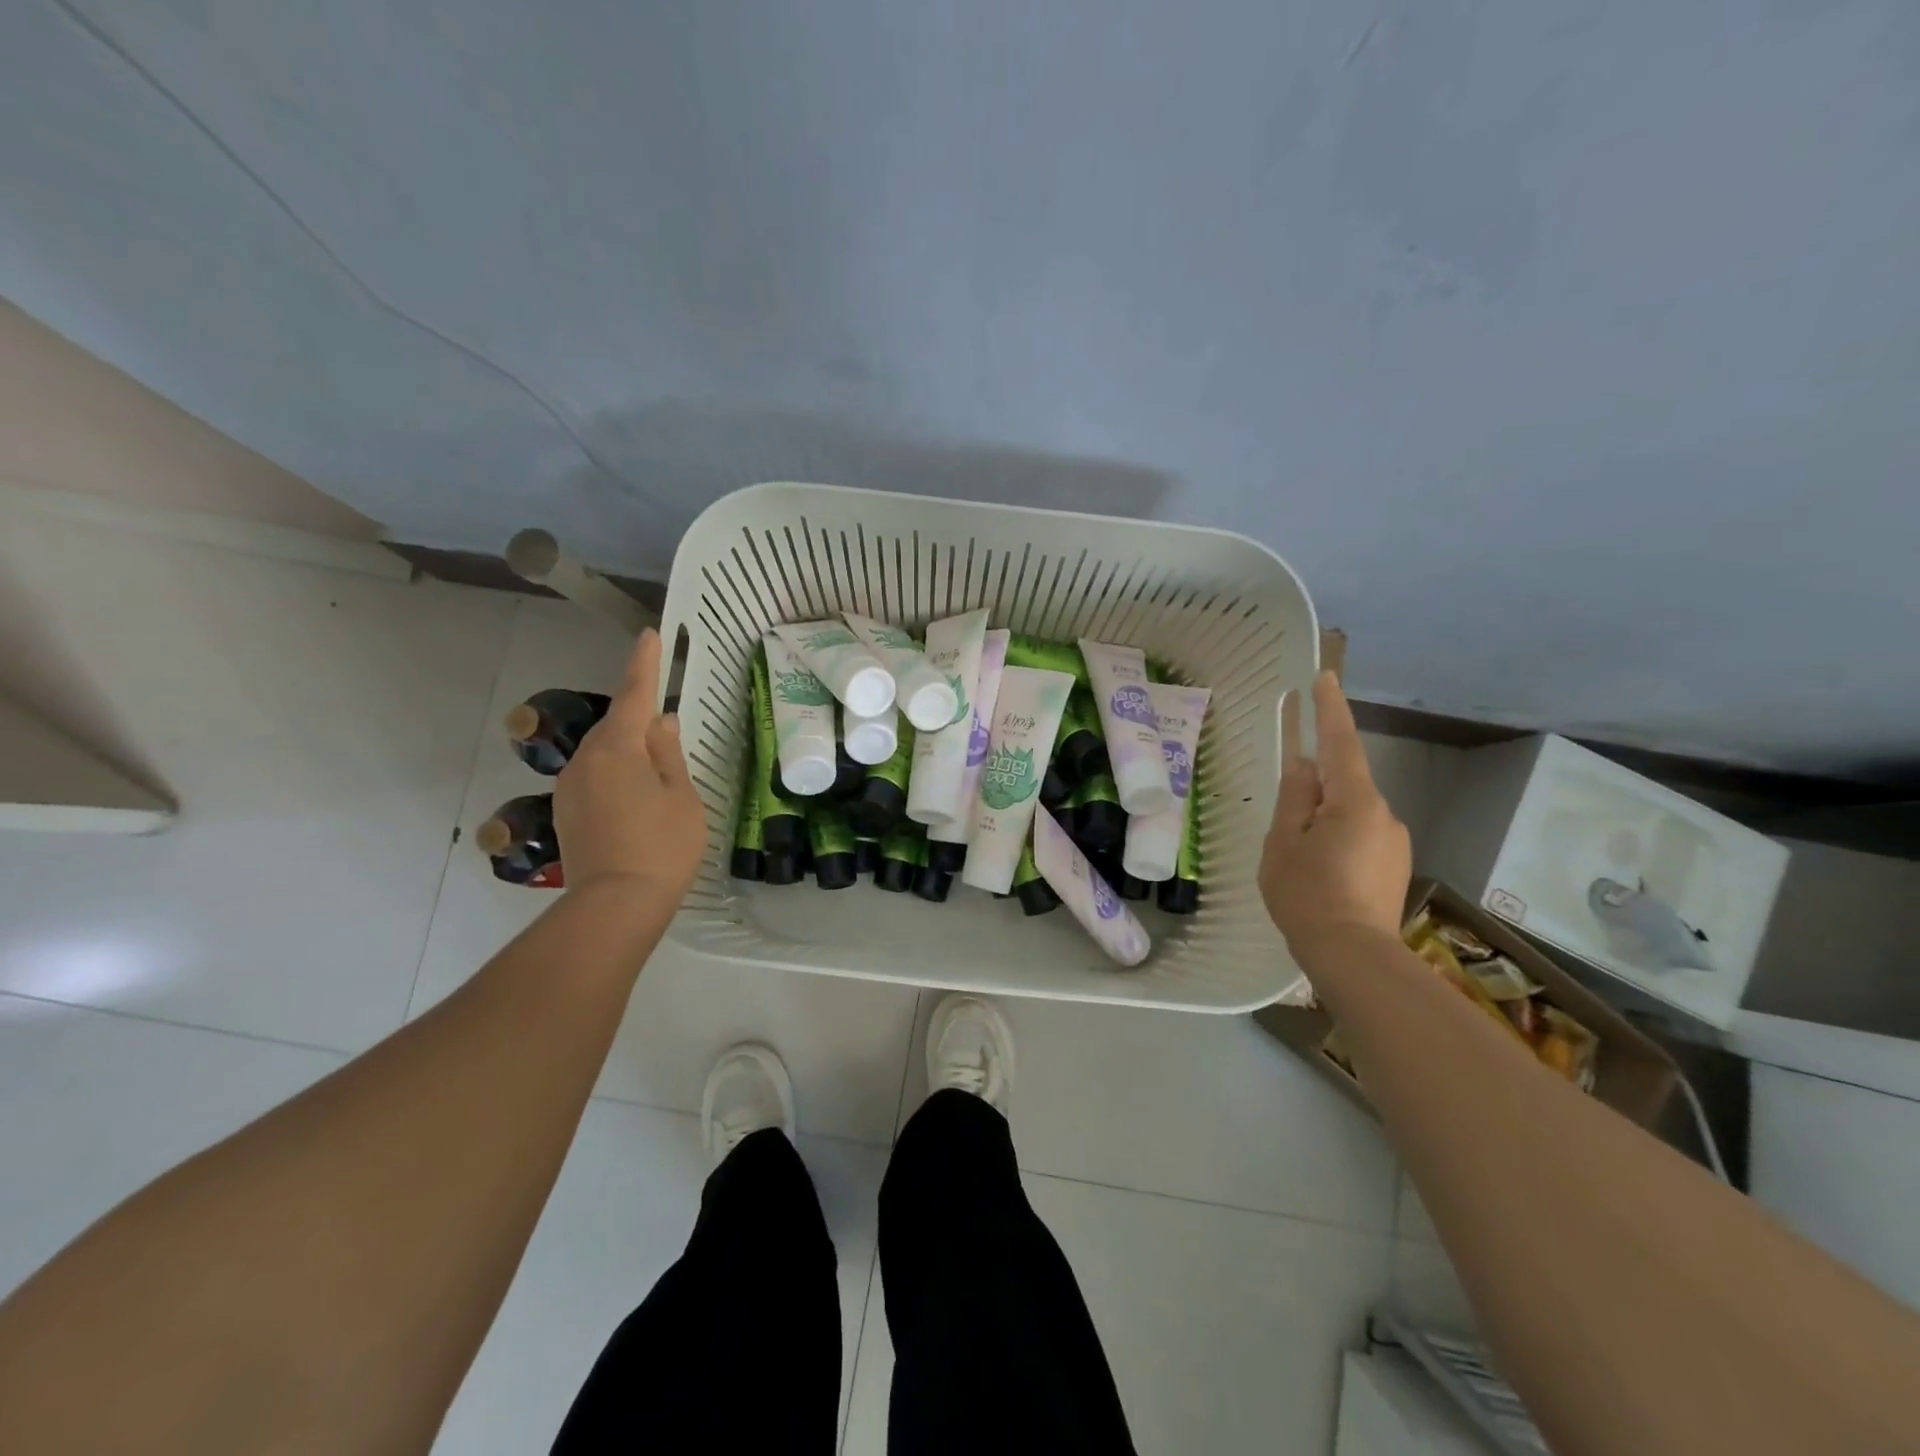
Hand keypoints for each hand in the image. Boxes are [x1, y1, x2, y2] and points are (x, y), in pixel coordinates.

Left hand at [554, 628, 706, 900]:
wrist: (614, 905)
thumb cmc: (662, 846)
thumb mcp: (681, 796)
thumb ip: (669, 754)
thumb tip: (660, 724)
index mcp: (618, 747)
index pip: (634, 693)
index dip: (644, 663)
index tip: (649, 635)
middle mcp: (586, 759)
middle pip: (618, 726)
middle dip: (642, 721)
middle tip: (671, 733)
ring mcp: (571, 787)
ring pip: (606, 755)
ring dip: (631, 754)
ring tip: (659, 780)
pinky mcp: (567, 813)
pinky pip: (597, 779)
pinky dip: (618, 778)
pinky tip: (637, 803)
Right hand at [1260, 671, 1410, 956]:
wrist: (1354, 957)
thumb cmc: (1307, 894)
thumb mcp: (1284, 842)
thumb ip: (1294, 799)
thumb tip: (1304, 767)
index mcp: (1353, 801)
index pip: (1340, 743)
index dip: (1331, 709)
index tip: (1324, 677)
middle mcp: (1383, 814)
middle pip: (1344, 783)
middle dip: (1315, 789)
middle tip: (1286, 824)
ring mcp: (1394, 841)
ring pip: (1351, 813)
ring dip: (1324, 821)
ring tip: (1299, 860)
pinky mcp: (1395, 865)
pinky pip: (1360, 836)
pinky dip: (1337, 841)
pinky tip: (1321, 874)